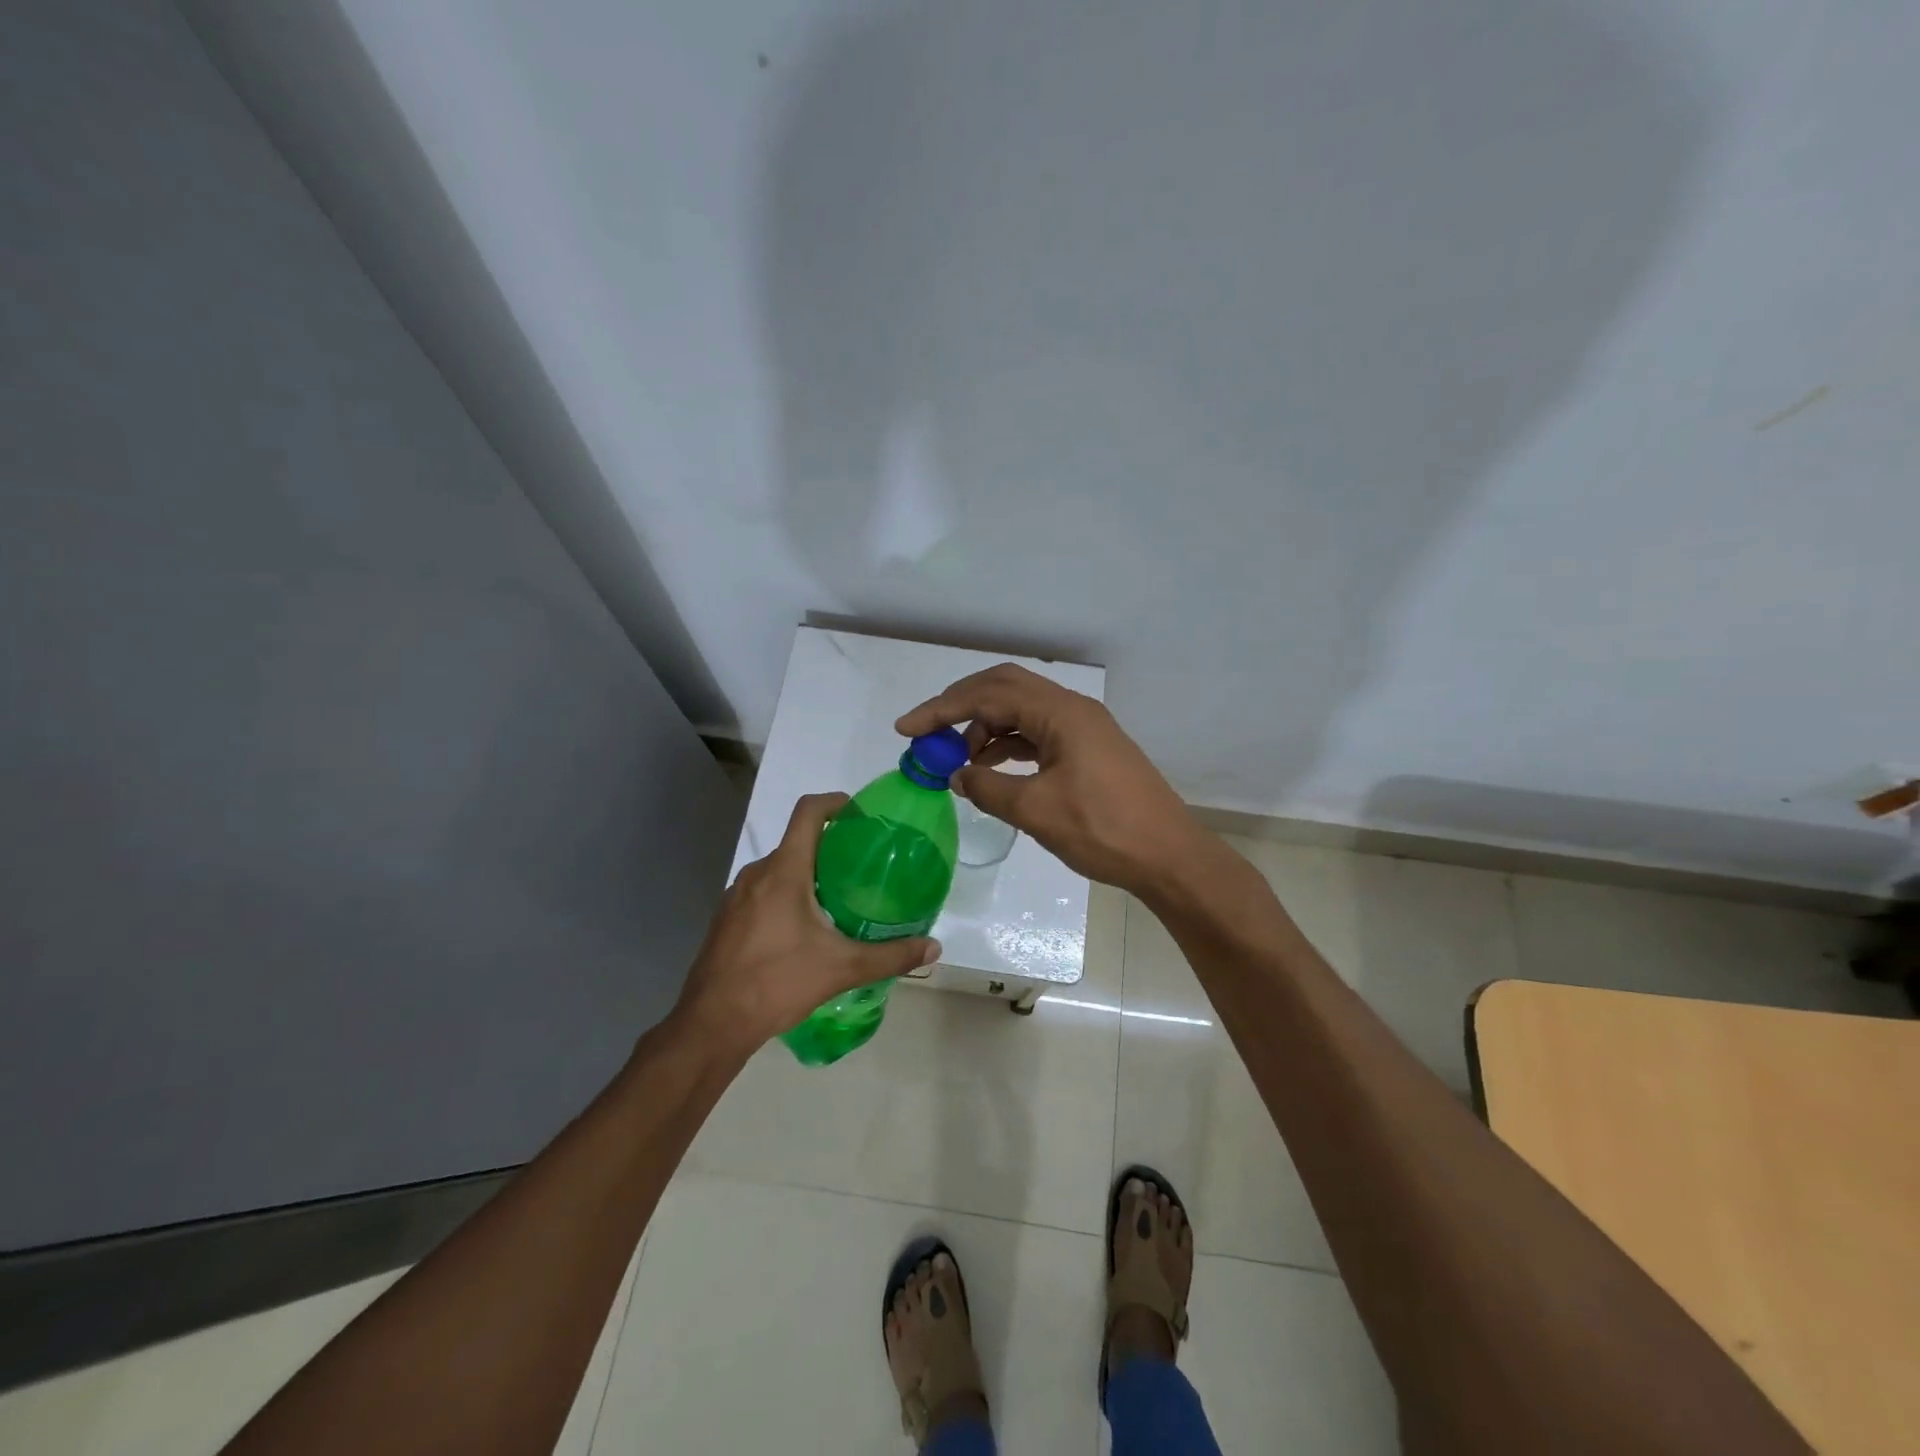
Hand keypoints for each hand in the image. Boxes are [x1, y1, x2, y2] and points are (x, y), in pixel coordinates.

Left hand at [674, 793, 941, 1049]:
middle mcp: (757, 874)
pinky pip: (763, 892)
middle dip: (830, 847)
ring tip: (839, 898)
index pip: (808, 812)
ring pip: (779, 870)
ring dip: (808, 874)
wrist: (711, 1023)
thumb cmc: (777, 983)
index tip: (860, 814)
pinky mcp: (727, 919)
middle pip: (796, 842)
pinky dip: (787, 895)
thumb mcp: (841, 968)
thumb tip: (934, 948)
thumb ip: (890, 956)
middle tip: (863, 867)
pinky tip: (805, 929)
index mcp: (784, 871)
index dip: (835, 803)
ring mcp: (737, 896)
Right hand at [896, 663, 1208, 895]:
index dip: (942, 709)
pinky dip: (1008, 745)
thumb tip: (956, 775)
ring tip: (958, 761)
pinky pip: (1037, 733)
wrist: (1169, 857)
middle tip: (927, 733)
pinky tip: (990, 768)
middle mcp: (1072, 709)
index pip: (988, 695)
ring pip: (1021, 711)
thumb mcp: (1036, 811)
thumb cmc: (1104, 830)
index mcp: (1061, 712)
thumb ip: (988, 787)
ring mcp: (1083, 728)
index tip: (906, 729)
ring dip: (985, 728)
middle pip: (1004, 689)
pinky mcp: (1088, 749)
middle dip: (960, 707)